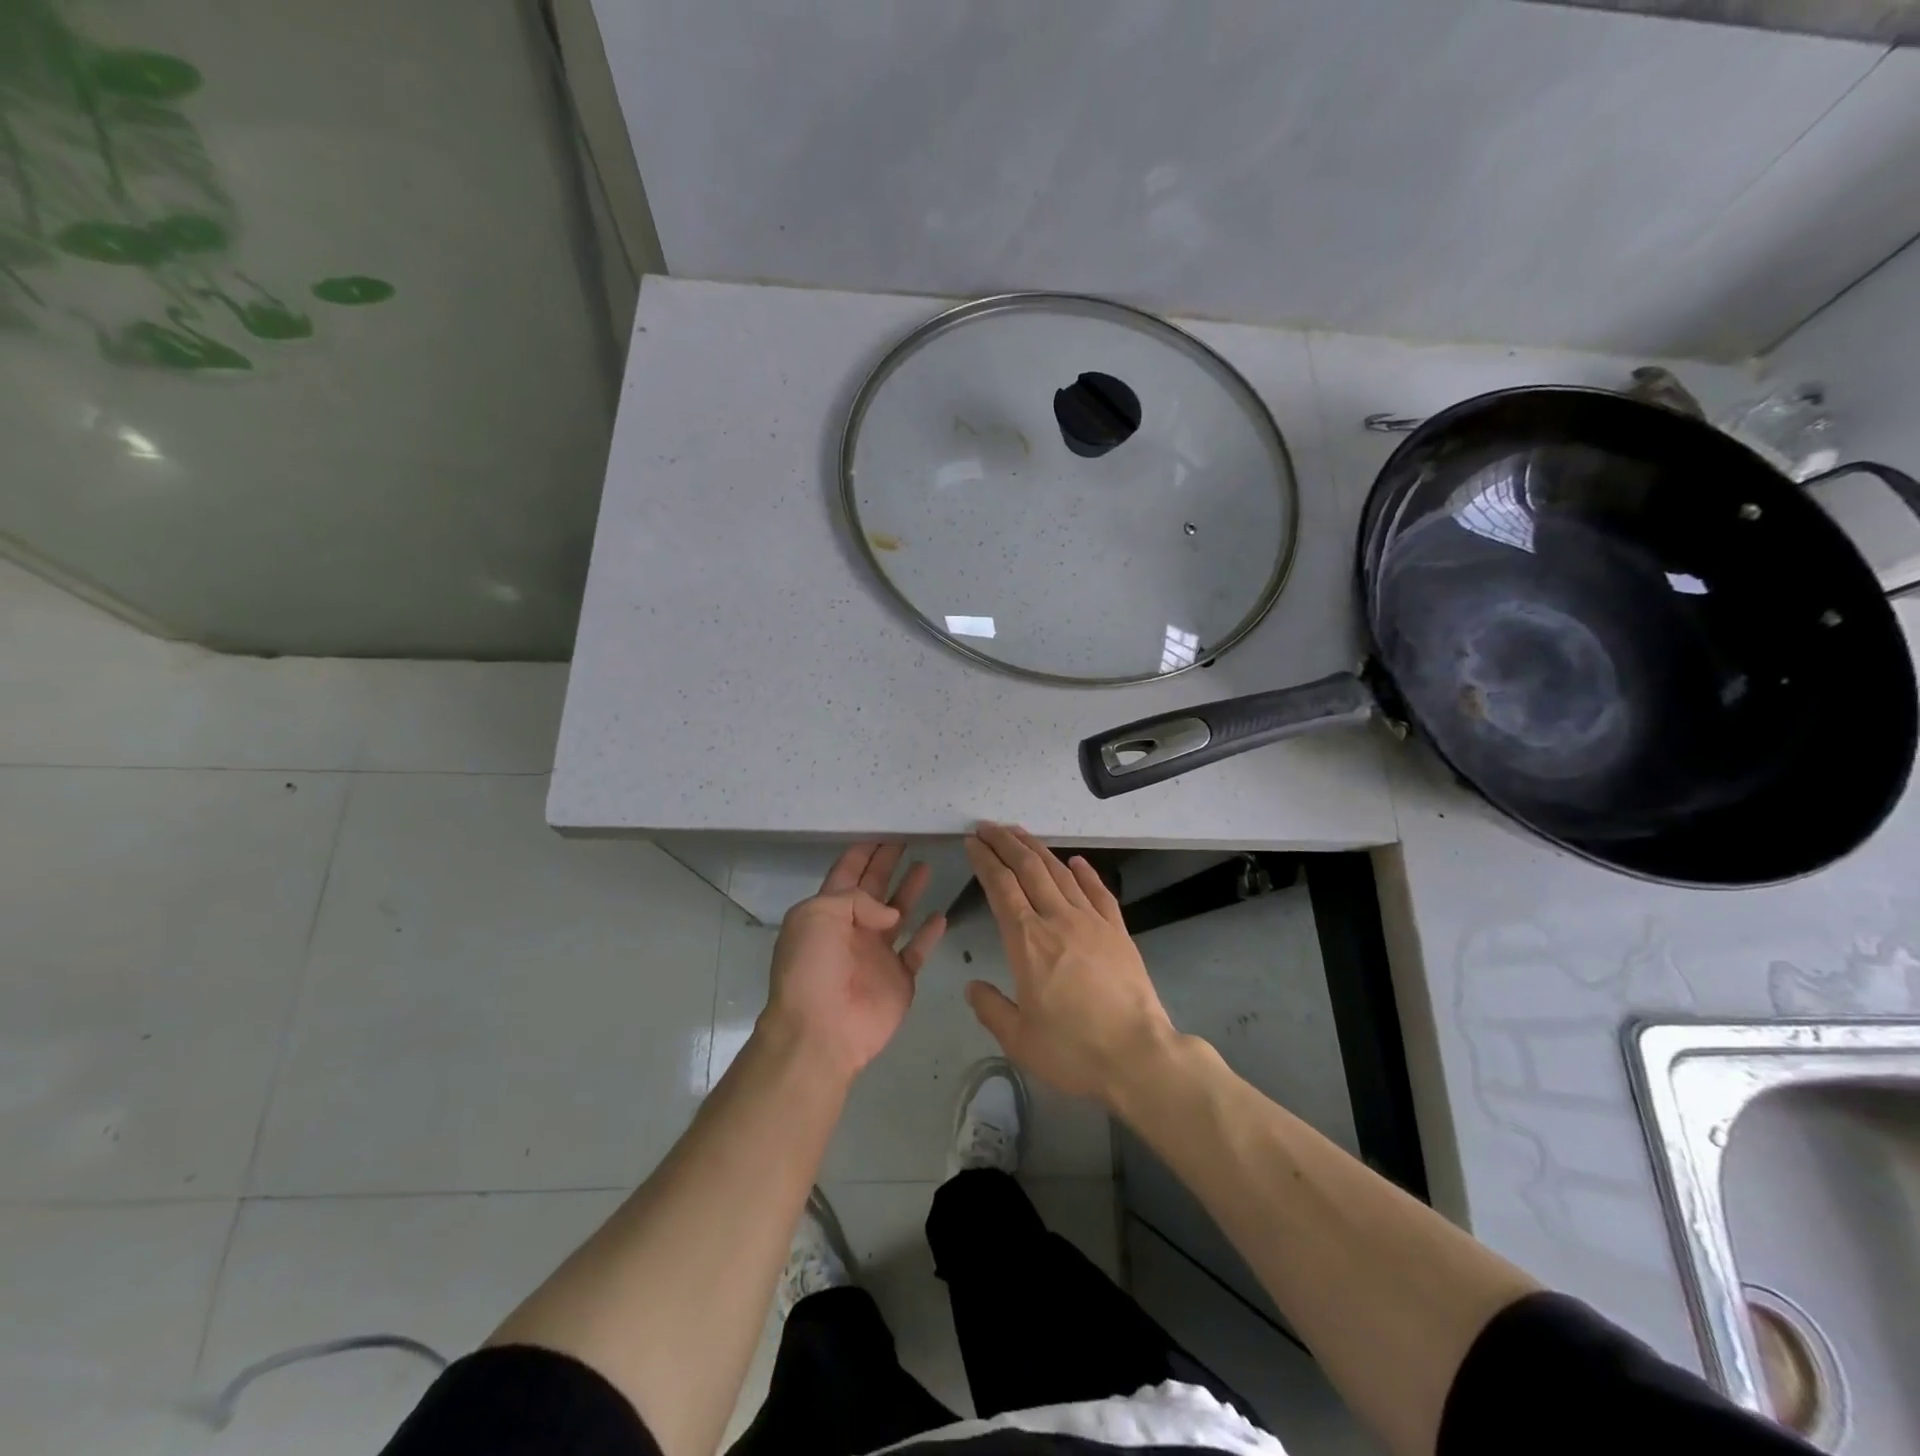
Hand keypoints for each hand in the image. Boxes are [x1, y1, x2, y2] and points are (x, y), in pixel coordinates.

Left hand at [763, 843, 946, 1082]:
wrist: (821, 1032)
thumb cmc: (811, 969)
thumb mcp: (818, 916)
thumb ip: (856, 899)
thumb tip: (891, 913)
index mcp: (827, 912)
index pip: (846, 873)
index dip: (863, 851)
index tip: (882, 829)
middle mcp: (853, 928)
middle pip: (874, 887)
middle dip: (887, 862)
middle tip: (908, 837)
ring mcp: (877, 954)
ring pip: (898, 913)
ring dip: (910, 890)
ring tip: (926, 865)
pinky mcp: (899, 977)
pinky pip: (917, 949)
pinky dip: (929, 933)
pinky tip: (941, 915)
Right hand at [962, 823, 1176, 1104]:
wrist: (1139, 1055)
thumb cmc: (1073, 1050)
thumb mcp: (1019, 1039)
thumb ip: (991, 1009)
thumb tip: (972, 986)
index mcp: (1027, 941)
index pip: (1000, 887)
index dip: (984, 860)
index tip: (972, 843)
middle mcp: (1057, 920)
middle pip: (1028, 868)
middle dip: (1005, 842)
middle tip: (987, 827)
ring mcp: (1092, 921)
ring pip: (1059, 873)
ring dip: (1036, 849)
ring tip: (1019, 833)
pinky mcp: (1118, 931)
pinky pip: (1098, 891)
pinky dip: (1084, 872)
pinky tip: (1075, 861)